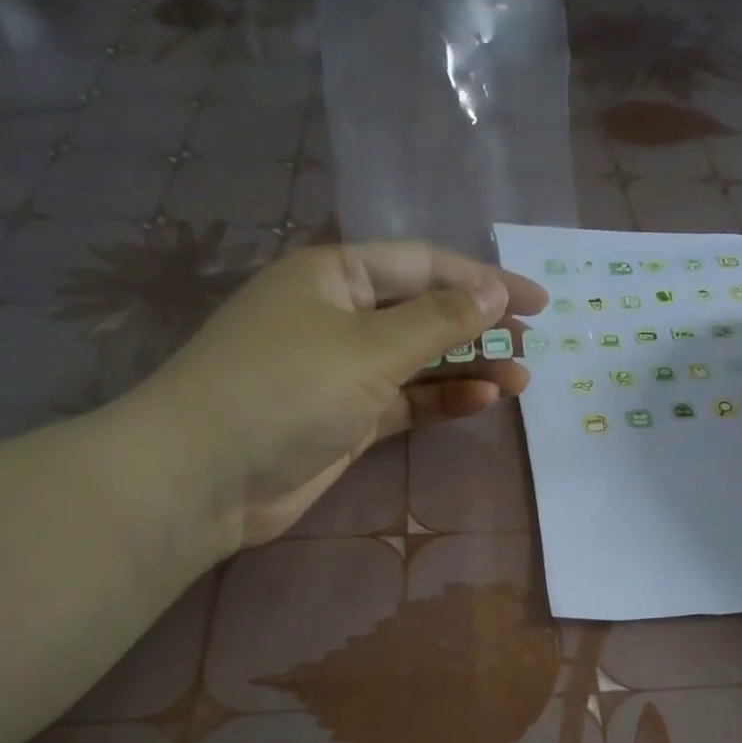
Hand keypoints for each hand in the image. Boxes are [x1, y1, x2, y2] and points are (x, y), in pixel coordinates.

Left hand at [127, 241, 546, 550]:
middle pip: (423, 311)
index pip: (423, 264)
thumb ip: (439, 320)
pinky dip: (442, 399)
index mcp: (334, 274)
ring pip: (418, 360)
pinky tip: (483, 399)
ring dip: (468, 366)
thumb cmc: (286, 389)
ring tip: (522, 378)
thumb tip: (495, 290)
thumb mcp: (370, 347)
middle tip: (533, 341)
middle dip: (479, 325)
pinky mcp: (345, 418)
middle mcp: (338, 315)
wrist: (204, 478)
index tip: (537, 299)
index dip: (483, 278)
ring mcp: (341, 370)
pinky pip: (405, 400)